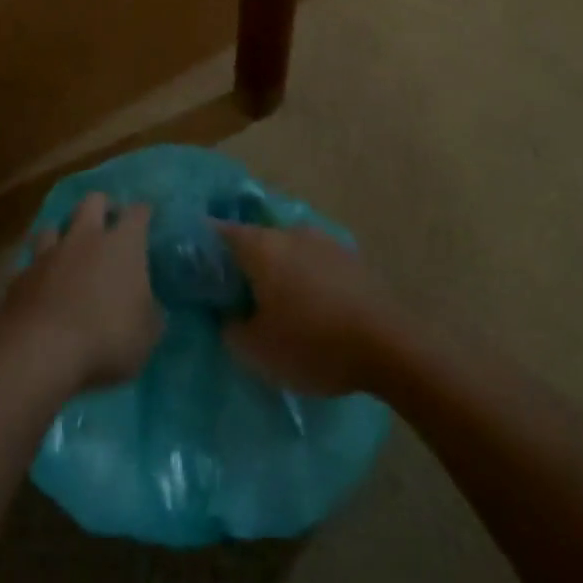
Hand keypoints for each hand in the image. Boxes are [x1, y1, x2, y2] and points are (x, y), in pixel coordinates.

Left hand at [1, 193, 162, 391]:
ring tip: (68, 252)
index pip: (137, 213)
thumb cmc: (106, 337)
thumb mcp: (146, 334)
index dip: (144, 213)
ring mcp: (48, 255)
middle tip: (108, 223)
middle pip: (92, 202)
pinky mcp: (19, 277)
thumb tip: (148, 307)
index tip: (147, 216)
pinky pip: (30, 265)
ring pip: (53, 227)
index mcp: (122, 244)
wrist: (39, 351)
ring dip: (62, 236)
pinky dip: (37, 271)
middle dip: (102, 206)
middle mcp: (85, 238)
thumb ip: (149, 314)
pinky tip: (40, 286)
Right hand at [217, 223, 400, 396]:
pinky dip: (303, 278)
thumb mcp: (256, 350)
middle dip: (242, 262)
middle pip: (255, 240)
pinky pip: (313, 262)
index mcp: (261, 246)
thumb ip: (230, 327)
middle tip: (233, 292)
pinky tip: (308, 306)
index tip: (192, 265)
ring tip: (273, 303)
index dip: (202, 246)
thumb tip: (228, 313)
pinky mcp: (351, 257)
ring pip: (286, 250)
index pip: (218, 232)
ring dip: (276, 270)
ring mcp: (324, 241)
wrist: (389, 346)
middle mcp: (290, 232)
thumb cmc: (312, 344)